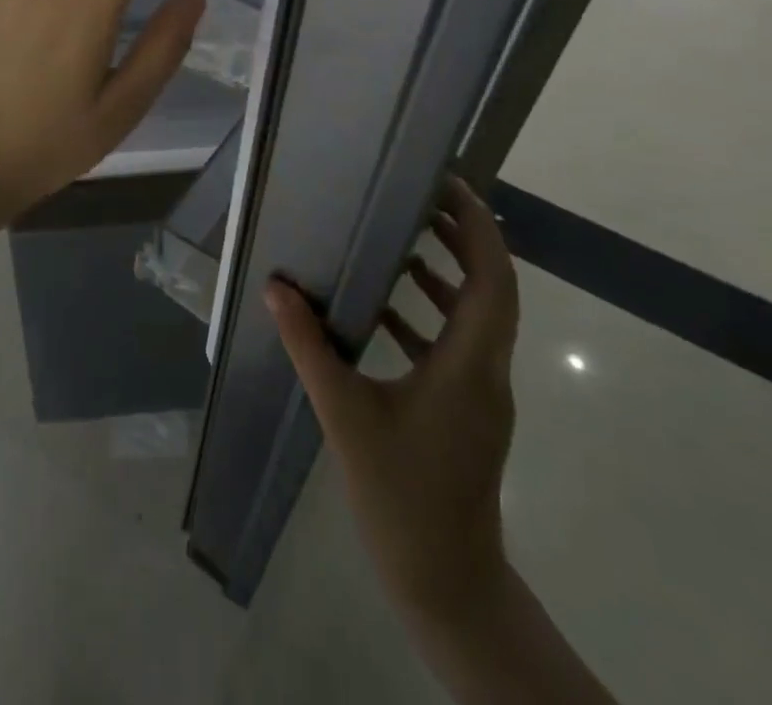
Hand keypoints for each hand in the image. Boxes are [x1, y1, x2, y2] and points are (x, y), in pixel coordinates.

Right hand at [266, 176, 519, 632]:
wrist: (446, 582)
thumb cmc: (401, 495)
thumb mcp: (346, 414)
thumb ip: (310, 346)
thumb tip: (277, 289)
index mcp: (470, 366)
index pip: (494, 281)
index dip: (480, 229)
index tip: (451, 188)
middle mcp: (488, 372)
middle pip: (492, 290)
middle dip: (464, 239)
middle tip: (423, 199)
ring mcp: (481, 394)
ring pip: (477, 317)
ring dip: (448, 275)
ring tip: (404, 241)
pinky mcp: (467, 411)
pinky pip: (457, 345)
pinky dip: (430, 315)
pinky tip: (386, 311)